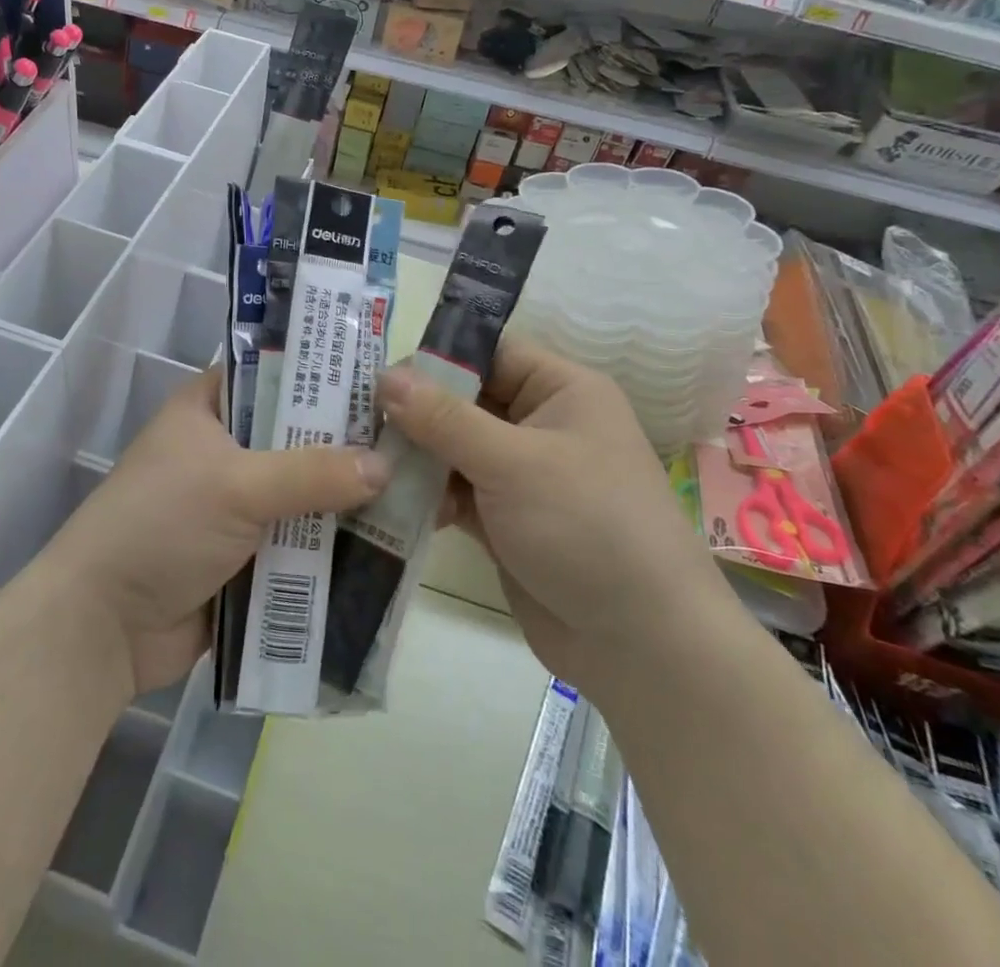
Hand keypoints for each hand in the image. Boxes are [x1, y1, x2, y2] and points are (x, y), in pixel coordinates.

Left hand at [44, 368, 391, 695]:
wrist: (103, 627)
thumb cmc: (161, 526)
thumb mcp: (236, 485)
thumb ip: (312, 473)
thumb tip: (386, 466)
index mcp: (210, 408)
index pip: (276, 373)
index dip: (325, 374)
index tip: (384, 382)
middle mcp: (226, 448)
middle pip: (299, 436)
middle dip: (348, 445)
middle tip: (414, 440)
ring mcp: (237, 504)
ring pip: (305, 492)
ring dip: (346, 500)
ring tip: (417, 491)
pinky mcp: (248, 554)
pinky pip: (300, 541)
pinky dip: (333, 545)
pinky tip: (389, 544)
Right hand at [380, 338, 724, 684]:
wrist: (643, 645)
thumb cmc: (586, 526)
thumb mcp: (512, 462)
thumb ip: (444, 419)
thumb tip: (384, 377)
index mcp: (561, 390)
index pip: (489, 353)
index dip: (436, 359)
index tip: (378, 376)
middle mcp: (542, 424)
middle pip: (465, 400)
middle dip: (415, 412)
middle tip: (356, 422)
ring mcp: (523, 474)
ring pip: (455, 448)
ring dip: (416, 457)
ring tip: (366, 465)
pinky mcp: (506, 519)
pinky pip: (456, 491)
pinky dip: (428, 495)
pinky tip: (390, 504)